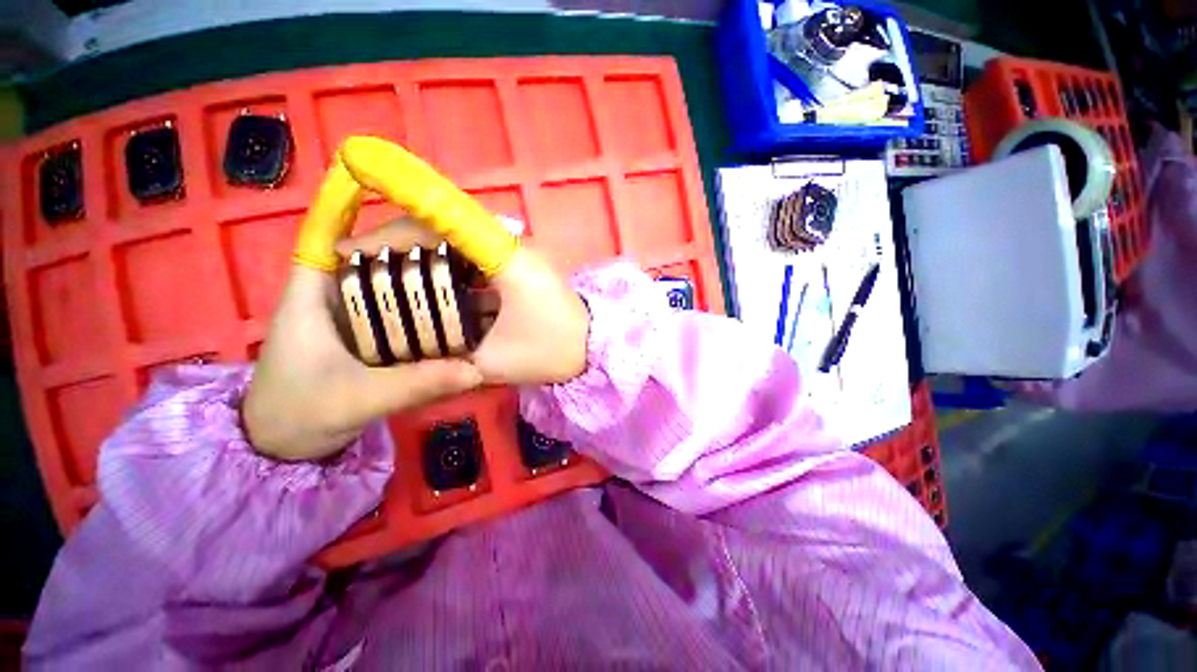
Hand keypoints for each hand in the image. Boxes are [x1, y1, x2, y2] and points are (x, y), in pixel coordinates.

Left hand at [242, 229, 483, 461]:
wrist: (285, 450)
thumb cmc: (298, 415)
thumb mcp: (357, 400)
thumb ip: (414, 384)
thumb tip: (476, 370)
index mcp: (314, 294)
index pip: (336, 237)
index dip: (369, 214)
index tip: (416, 212)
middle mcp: (337, 296)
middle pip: (378, 258)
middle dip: (419, 252)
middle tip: (466, 253)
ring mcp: (356, 316)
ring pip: (395, 287)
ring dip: (430, 282)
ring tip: (472, 277)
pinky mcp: (372, 335)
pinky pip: (405, 314)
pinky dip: (430, 311)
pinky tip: (458, 312)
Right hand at [340, 219, 590, 385]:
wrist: (594, 348)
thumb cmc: (552, 353)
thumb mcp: (495, 362)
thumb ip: (450, 356)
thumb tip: (411, 349)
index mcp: (509, 259)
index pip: (447, 219)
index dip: (396, 220)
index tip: (352, 240)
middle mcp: (513, 245)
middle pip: (447, 226)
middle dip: (399, 238)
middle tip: (357, 259)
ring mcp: (518, 253)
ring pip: (459, 240)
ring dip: (420, 250)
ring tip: (378, 267)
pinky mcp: (519, 264)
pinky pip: (473, 256)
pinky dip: (445, 264)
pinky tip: (421, 279)